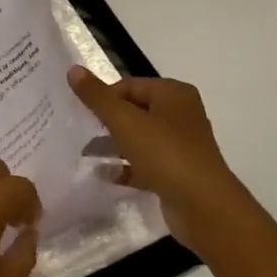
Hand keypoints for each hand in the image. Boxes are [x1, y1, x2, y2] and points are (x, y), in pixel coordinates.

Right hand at [68, 67, 260, 255]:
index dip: (104, 98)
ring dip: (115, 145)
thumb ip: (97, 97)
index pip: (129, 86)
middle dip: (108, 122)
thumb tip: (73, 70)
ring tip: (87, 155)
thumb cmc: (164, 153)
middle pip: (135, 111)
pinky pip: (147, 163)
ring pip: (141, 138)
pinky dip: (127, 167)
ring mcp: (181, 145)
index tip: (82, 115)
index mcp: (173, 93)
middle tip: (82, 133)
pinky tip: (106, 175)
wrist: (203, 206)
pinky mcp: (178, 172)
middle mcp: (181, 114)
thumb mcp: (125, 121)